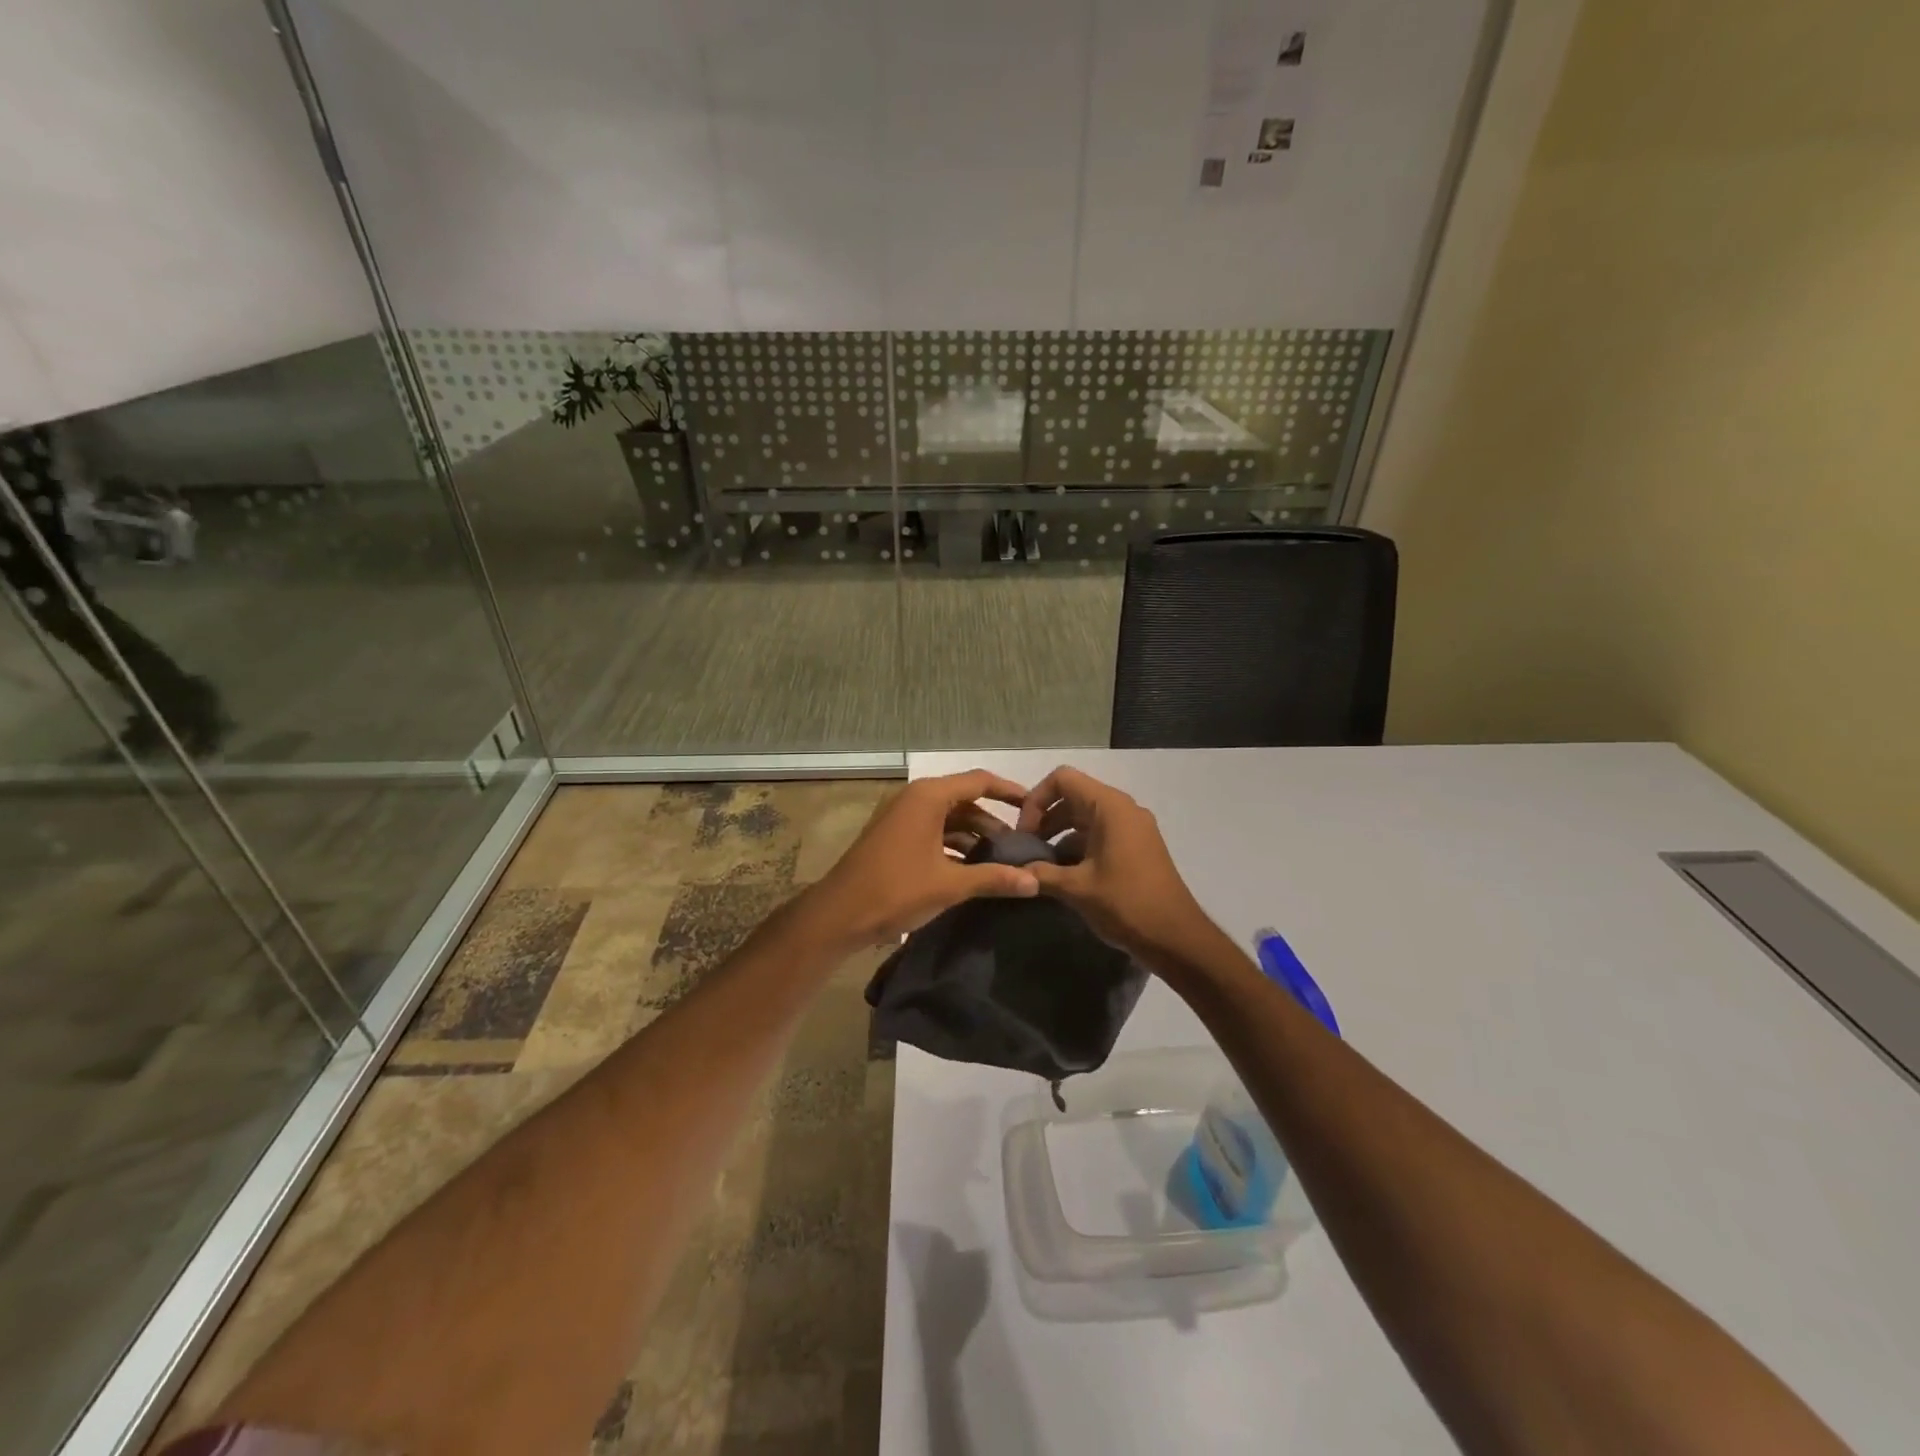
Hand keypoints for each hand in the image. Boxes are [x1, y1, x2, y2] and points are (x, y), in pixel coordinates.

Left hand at [801, 770, 1039, 947]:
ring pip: (948, 818)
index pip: (979, 781)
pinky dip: (954, 844)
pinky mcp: (894, 836)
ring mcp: (901, 817)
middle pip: (964, 800)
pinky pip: (933, 831)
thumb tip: (1035, 882)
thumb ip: (994, 878)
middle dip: (993, 821)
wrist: (838, 914)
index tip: (1035, 806)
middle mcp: (915, 798)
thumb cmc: (896, 890)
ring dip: (974, 835)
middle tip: (1021, 844)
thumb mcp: (950, 885)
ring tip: (1002, 860)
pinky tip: (972, 868)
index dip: (1009, 791)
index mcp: (928, 797)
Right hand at [1016, 765, 1221, 967]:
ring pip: (1086, 817)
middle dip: (1045, 819)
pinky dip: (1078, 846)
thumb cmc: (1126, 903)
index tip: (1025, 833)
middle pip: (1073, 796)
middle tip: (1027, 850)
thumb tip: (1014, 870)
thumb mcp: (1076, 888)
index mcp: (1109, 807)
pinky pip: (1100, 834)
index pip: (1062, 779)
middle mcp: (1123, 809)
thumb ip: (1040, 873)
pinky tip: (1064, 875)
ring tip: (1041, 865)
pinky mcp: (1137, 847)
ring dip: (1060, 834)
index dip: (1036, 800)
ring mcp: (1133, 828)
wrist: (1176, 938)